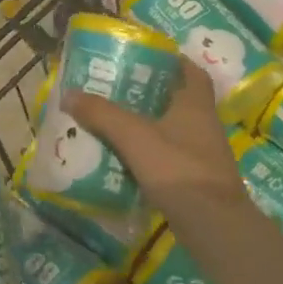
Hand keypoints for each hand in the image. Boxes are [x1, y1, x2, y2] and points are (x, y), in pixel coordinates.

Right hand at [64, 59, 246, 216]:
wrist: (214, 226)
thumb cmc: (178, 169)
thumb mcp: (135, 137)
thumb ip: (102, 114)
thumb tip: (69, 93)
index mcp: (195, 105)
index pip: (191, 71)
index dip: (173, 61)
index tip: (147, 58)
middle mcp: (204, 125)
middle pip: (178, 100)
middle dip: (151, 94)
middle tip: (118, 90)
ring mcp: (203, 155)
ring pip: (173, 130)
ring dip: (149, 125)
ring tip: (114, 122)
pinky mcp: (197, 180)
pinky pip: (170, 157)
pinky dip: (150, 154)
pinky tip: (126, 159)